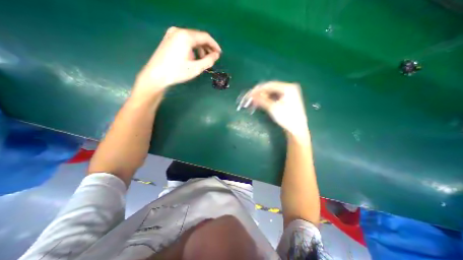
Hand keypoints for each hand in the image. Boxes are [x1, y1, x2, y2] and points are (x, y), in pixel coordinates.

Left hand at [133, 26, 220, 94]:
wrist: (156, 75)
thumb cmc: (177, 72)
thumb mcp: (196, 68)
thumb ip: (208, 61)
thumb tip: (216, 55)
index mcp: (186, 36)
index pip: (205, 37)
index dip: (214, 45)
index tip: (219, 54)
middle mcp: (179, 31)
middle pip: (198, 37)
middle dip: (207, 48)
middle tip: (212, 59)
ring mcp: (172, 34)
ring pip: (192, 39)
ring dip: (200, 49)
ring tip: (203, 61)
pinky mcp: (169, 39)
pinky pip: (185, 41)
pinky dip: (192, 48)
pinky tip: (193, 58)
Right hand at [250, 82, 305, 137]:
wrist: (297, 129)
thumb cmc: (286, 118)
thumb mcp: (273, 108)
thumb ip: (261, 100)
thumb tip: (251, 96)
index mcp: (288, 87)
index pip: (269, 85)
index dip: (258, 89)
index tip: (249, 94)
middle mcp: (288, 88)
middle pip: (270, 88)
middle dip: (260, 93)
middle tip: (251, 99)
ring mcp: (288, 94)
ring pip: (271, 93)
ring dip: (262, 97)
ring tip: (254, 102)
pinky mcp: (286, 100)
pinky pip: (274, 97)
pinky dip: (267, 100)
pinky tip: (261, 103)